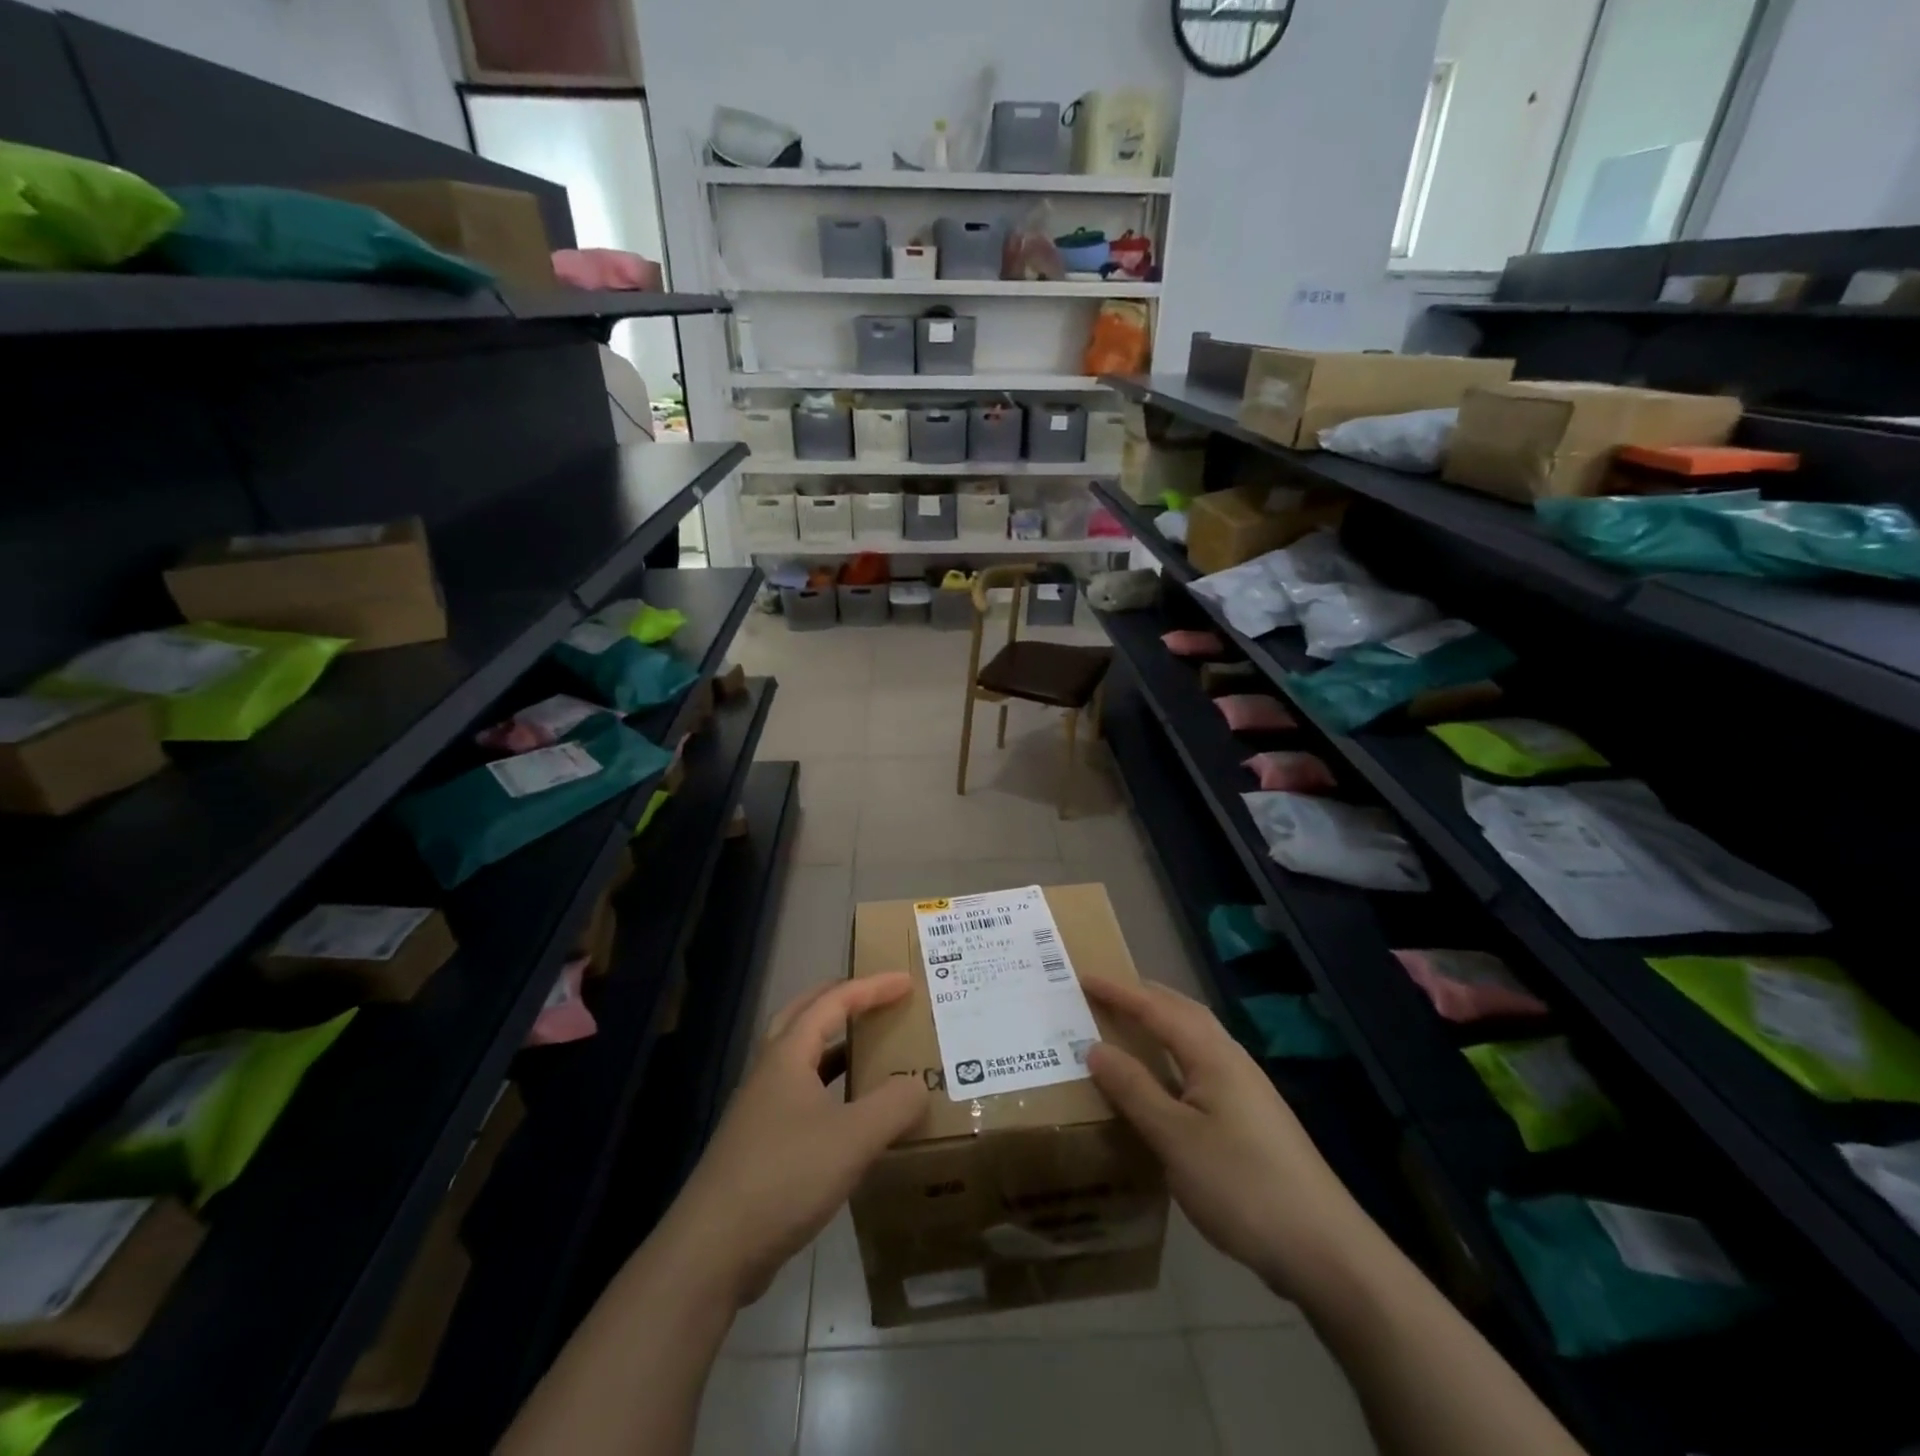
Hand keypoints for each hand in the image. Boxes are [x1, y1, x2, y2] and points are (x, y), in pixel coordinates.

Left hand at [653, 975, 927, 1307]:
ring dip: (833, 1046)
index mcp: (787, 1056)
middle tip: (875, 998)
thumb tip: (919, 1086)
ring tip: (869, 1050)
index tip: (907, 982)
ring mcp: (760, 1110)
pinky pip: (800, 1097)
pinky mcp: (759, 1146)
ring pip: (800, 1059)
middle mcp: (770, 1073)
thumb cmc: (784, 1176)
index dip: (872, 988)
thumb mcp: (853, 1138)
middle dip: (840, 1000)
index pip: (834, 1002)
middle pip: (803, 1016)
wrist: (713, 1250)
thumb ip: (894, 1105)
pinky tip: (849, 1117)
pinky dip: (828, 1088)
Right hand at [1085, 979, 1356, 1296]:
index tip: (1083, 976)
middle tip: (1102, 994)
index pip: (1157, 1008)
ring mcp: (1247, 1090)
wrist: (1325, 1249)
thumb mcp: (1175, 1138)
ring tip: (1126, 1028)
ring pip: (1195, 1039)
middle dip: (1142, 997)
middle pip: (1182, 1012)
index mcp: (1213, 1055)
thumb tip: (1095, 1048)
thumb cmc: (1242, 1185)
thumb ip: (1134, 1089)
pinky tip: (1162, 1083)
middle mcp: (1232, 1060)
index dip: (1119, 991)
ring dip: (1160, 1025)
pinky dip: (1173, 1058)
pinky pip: (1201, 1067)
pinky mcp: (1252, 1118)